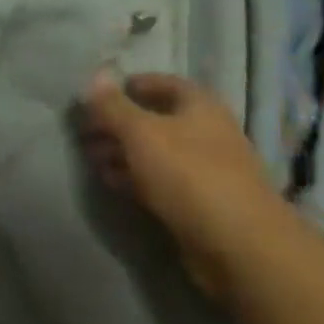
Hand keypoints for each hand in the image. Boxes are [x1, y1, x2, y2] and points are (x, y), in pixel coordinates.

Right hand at [81, 71, 289, 295]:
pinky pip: (159, 181)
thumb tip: (94, 76)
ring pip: (155, 152)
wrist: (239, 247)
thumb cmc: (189, 175)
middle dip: (118, 123)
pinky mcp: (198, 203)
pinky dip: (135, 178)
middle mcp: (205, 132)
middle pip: (155, 119)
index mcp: (199, 106)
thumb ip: (113, 106)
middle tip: (85, 132)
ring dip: (122, 152)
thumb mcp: (141, 132)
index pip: (161, 83)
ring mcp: (203, 170)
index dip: (128, 86)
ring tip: (91, 158)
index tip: (96, 96)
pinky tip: (111, 182)